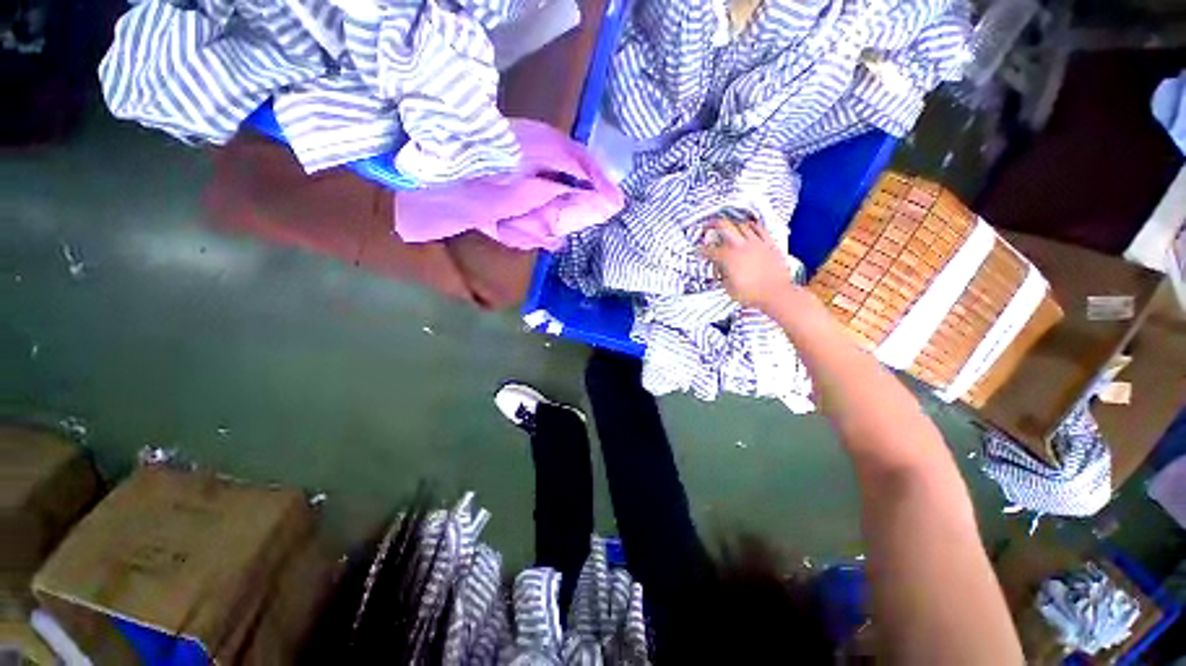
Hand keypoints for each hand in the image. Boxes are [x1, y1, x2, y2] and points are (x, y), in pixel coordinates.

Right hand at [701, 219, 799, 310]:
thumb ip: (722, 275)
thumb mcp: (728, 288)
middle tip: (708, 226)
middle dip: (713, 224)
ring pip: (742, 225)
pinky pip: (760, 228)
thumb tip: (720, 270)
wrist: (776, 294)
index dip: (701, 251)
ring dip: (732, 225)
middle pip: (725, 226)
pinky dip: (752, 225)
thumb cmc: (752, 294)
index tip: (698, 251)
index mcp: (728, 258)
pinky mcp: (769, 244)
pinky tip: (749, 227)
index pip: (710, 250)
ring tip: (728, 228)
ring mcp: (756, 243)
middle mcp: (741, 246)